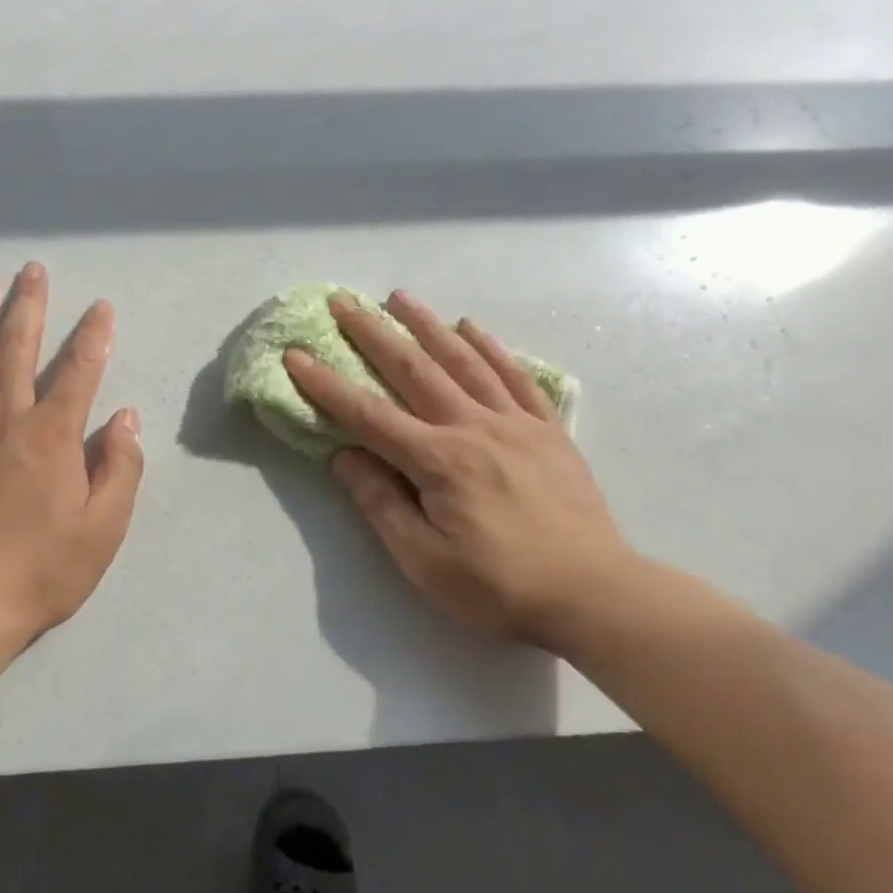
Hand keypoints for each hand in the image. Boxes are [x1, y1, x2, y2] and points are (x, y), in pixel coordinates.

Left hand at [0, 264, 144, 653]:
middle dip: (29, 305)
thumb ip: (120, 468)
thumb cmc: (41, 571)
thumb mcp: (104, 528)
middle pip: (16, 348)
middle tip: (32, 270)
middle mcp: (3, 419)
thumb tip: (125, 417)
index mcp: (52, 436)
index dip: (93, 335)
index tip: (101, 307)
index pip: (79, 371)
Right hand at [285, 291, 639, 645]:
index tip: (296, 356)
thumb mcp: (423, 560)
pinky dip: (491, 348)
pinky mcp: (548, 432)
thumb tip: (344, 456)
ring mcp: (516, 424)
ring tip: (399, 297)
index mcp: (439, 461)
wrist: (597, 596)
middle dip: (373, 334)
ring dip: (427, 325)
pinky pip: (516, 378)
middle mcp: (474, 428)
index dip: (327, 385)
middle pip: (413, 371)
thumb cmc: (500, 587)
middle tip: (344, 301)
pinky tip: (472, 327)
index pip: (368, 415)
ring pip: (464, 361)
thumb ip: (380, 503)